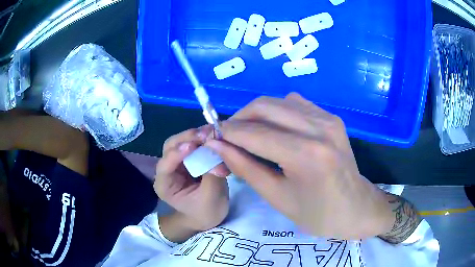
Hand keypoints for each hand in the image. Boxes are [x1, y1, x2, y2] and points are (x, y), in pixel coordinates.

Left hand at [154, 125, 229, 241]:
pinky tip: (213, 136)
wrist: (207, 217)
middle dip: (187, 138)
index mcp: (165, 185)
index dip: (177, 153)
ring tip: (212, 132)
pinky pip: (192, 144)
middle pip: (170, 147)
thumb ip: (213, 175)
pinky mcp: (187, 159)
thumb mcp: (211, 197)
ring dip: (195, 136)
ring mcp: (176, 163)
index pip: (165, 165)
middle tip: (206, 134)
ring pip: (180, 142)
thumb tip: (219, 153)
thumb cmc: (206, 212)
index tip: (193, 146)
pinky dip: (202, 139)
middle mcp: (167, 170)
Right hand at [205, 93, 394, 239]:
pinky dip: (277, 112)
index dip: (226, 133)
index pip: (254, 133)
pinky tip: (274, 129)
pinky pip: (295, 104)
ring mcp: (328, 119)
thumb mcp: (277, 197)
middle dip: (238, 118)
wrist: (357, 208)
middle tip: (227, 136)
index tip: (210, 137)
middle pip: (264, 106)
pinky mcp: (331, 118)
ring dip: (256, 114)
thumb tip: (216, 146)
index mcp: (306, 155)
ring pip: (279, 101)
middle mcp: (319, 128)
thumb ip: (244, 168)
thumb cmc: (318, 214)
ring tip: (248, 134)